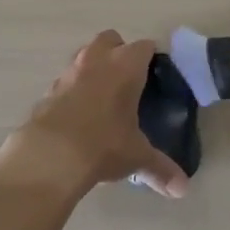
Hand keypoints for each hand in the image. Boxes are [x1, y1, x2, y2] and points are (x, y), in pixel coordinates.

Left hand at [0, 31, 189, 199]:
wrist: (49, 156)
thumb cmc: (103, 144)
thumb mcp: (136, 156)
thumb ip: (160, 169)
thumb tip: (181, 189)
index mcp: (126, 65)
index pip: (145, 47)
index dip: (151, 59)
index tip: (155, 76)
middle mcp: (97, 60)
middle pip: (111, 40)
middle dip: (119, 52)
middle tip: (128, 81)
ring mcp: (68, 72)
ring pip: (84, 56)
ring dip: (93, 68)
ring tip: (102, 98)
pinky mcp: (47, 90)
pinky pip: (65, 82)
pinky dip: (73, 91)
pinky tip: (78, 116)